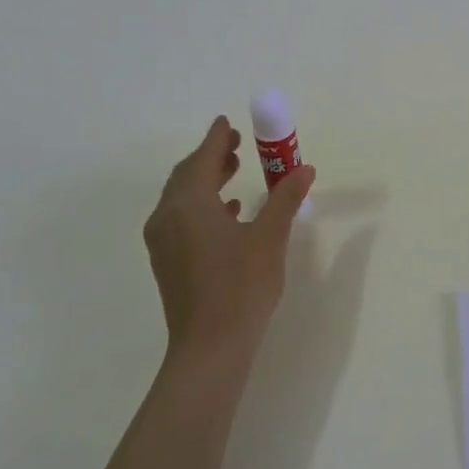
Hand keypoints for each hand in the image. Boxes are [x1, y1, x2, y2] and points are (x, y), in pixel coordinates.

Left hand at [144, 116, 315, 373]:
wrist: (210, 346)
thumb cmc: (242, 286)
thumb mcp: (270, 237)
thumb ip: (285, 199)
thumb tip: (304, 169)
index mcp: (189, 204)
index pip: (202, 159)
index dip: (216, 138)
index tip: (227, 122)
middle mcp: (167, 217)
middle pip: (186, 176)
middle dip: (211, 157)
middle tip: (237, 144)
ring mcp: (163, 242)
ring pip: (182, 198)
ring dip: (206, 180)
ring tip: (234, 171)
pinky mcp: (168, 262)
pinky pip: (181, 219)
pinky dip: (202, 205)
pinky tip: (229, 212)